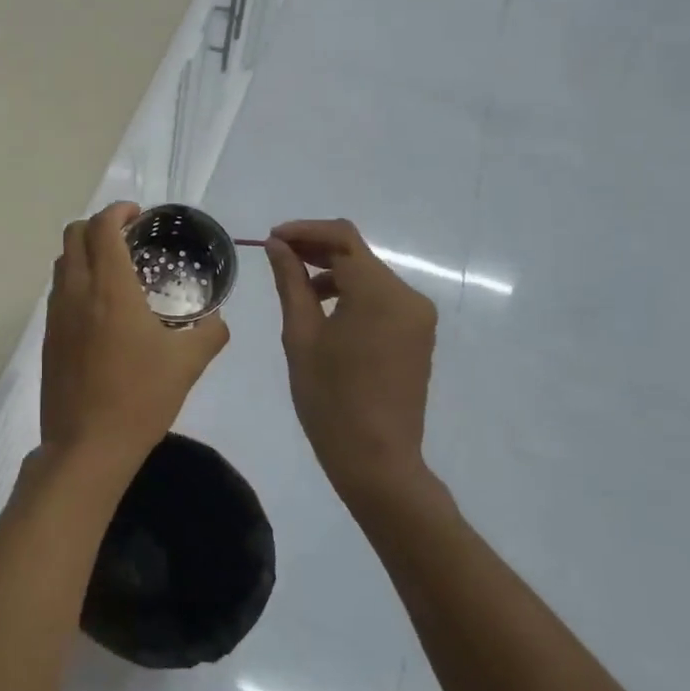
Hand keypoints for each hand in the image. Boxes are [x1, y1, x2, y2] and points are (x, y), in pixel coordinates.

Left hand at [40, 203, 230, 471]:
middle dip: (98, 225)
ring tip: (115, 269)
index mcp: (109, 288)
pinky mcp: (47, 337)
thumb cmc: (140, 398)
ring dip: (84, 252)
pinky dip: (76, 280)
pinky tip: (100, 308)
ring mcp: (56, 315)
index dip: (118, 210)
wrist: (87, 446)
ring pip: (62, 262)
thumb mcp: (187, 364)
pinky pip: (58, 292)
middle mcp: (76, 292)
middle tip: (127, 237)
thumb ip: (210, 333)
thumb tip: (218, 319)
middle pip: (73, 235)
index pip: (102, 227)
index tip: (138, 214)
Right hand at [265, 219, 436, 499]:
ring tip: (295, 288)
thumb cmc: (330, 399)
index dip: (304, 231)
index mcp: (380, 294)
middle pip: (358, 254)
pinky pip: (381, 299)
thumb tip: (277, 246)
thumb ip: (291, 283)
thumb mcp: (301, 336)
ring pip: (369, 276)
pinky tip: (324, 310)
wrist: (376, 459)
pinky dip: (351, 294)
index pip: (342, 238)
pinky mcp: (417, 335)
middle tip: (276, 257)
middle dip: (316, 249)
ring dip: (333, 273)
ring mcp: (417, 317)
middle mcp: (408, 296)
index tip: (272, 239)